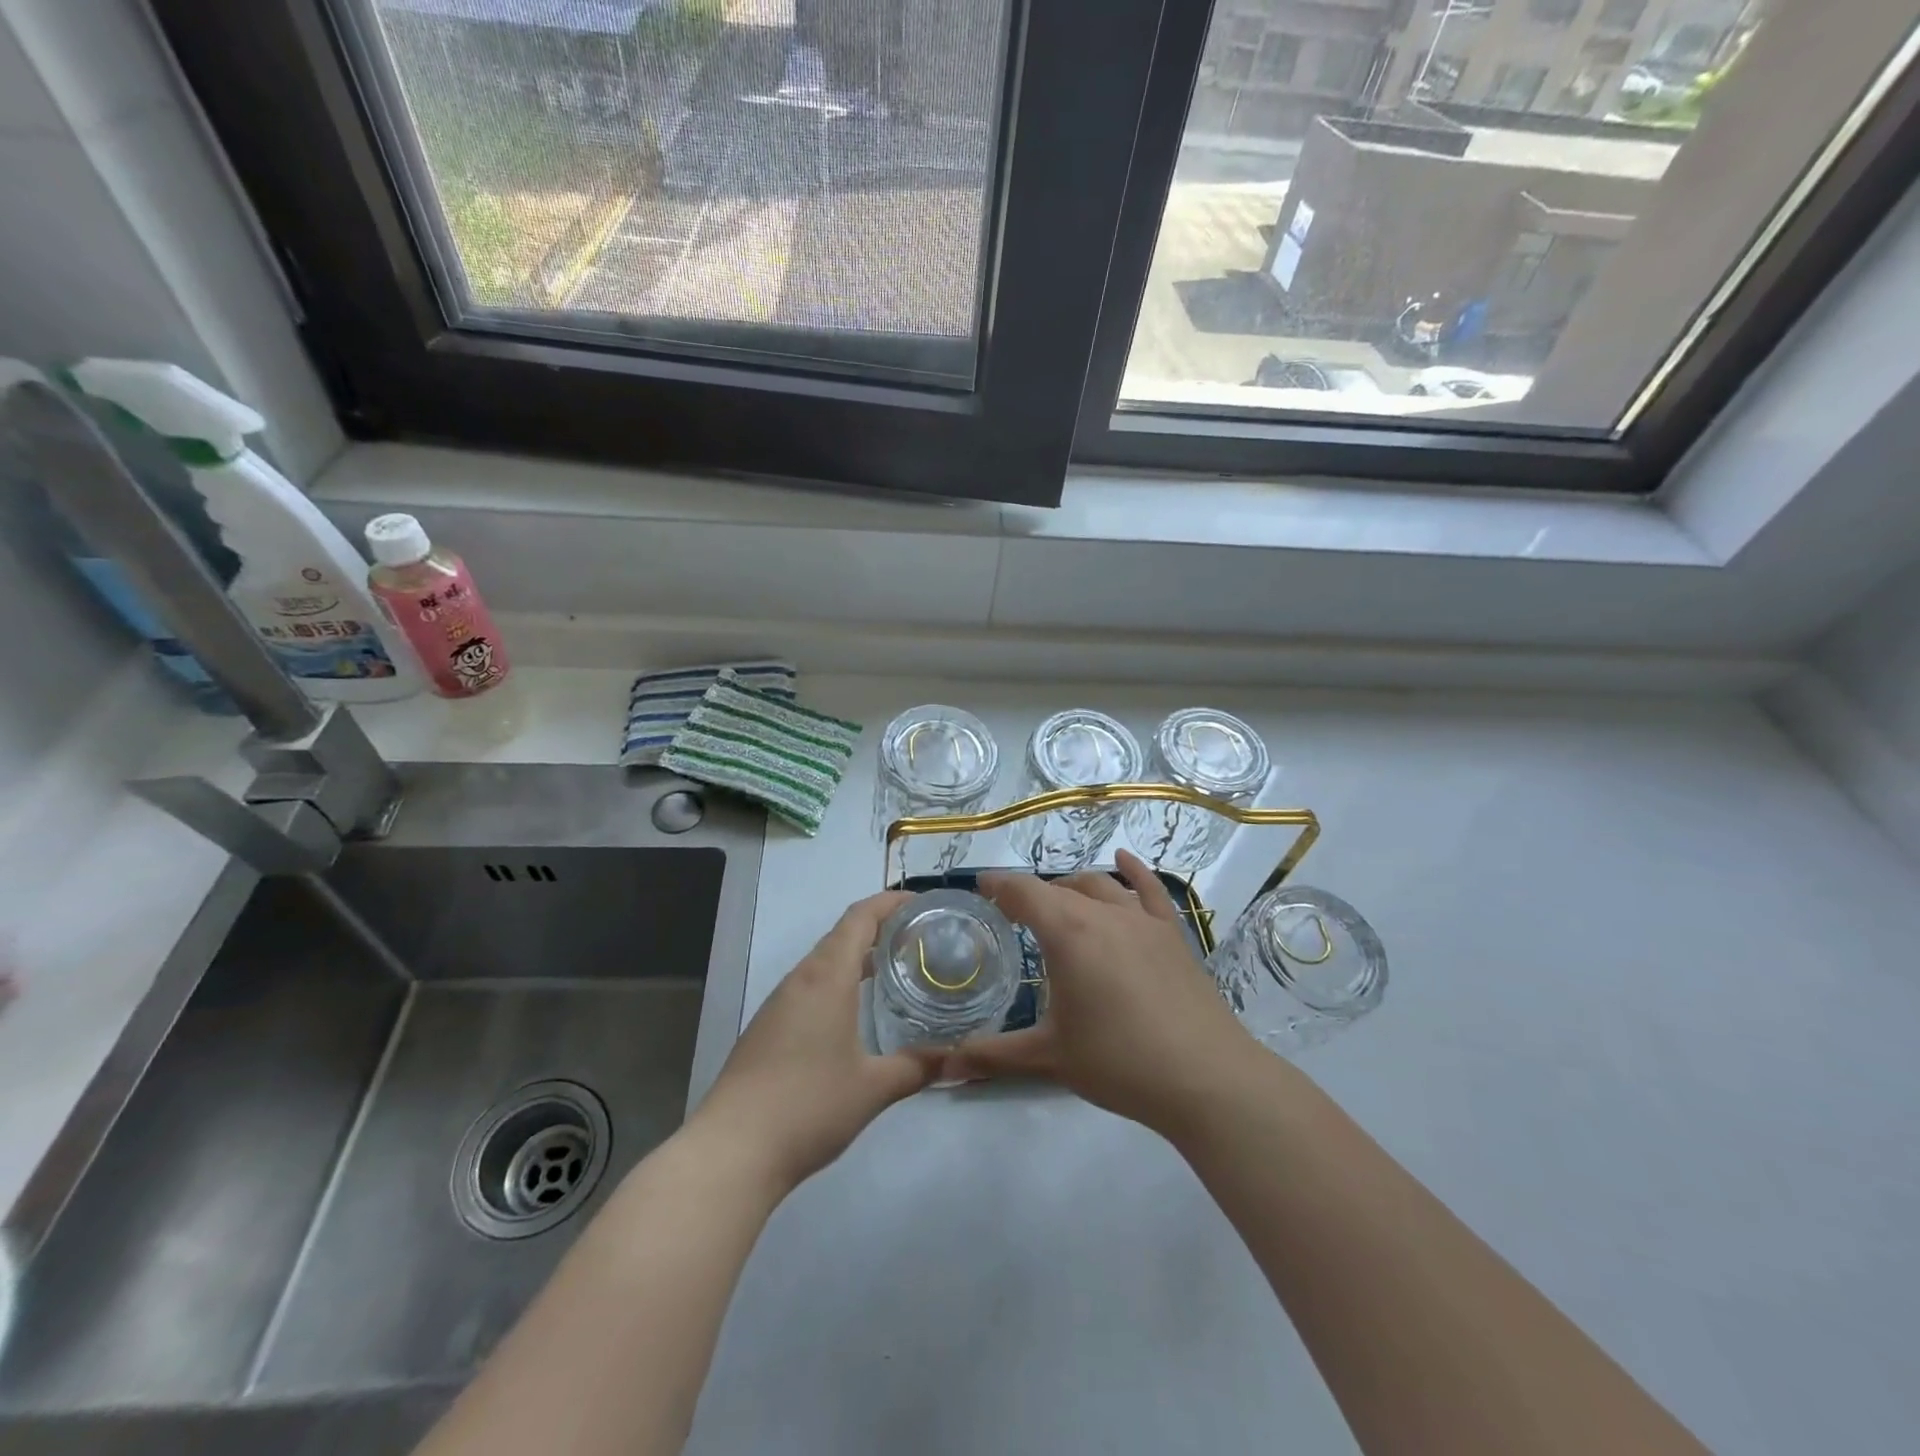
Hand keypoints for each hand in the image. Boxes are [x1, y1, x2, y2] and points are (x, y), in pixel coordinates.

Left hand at [687, 892, 938, 1194]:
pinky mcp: (767, 1027)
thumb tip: (955, 1057)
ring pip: (823, 961)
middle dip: (879, 927)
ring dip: (857, 955)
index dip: (890, 902)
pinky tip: (854, 1010)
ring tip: (894, 968)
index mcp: (827, 977)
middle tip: (919, 937)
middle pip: (841, 934)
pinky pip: (809, 986)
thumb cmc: (808, 1106)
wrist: (732, 1150)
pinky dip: (838, 980)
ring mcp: (779, 1003)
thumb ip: (917, 1067)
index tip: (921, 903)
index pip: (860, 918)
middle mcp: (801, 979)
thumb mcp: (873, 1088)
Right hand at [940, 850, 1255, 1135]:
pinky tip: (1124, 860)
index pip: (1023, 892)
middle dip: (1032, 895)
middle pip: (1059, 888)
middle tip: (1014, 915)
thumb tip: (941, 1067)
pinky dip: (1133, 871)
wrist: (1205, 1078)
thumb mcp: (1049, 1057)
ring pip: (1100, 886)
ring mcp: (1142, 920)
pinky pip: (1150, 890)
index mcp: (1067, 933)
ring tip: (1058, 901)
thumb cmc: (1119, 1063)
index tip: (981, 889)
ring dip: (1072, 887)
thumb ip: (992, 1055)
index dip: (999, 886)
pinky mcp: (1173, 934)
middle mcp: (1102, 913)